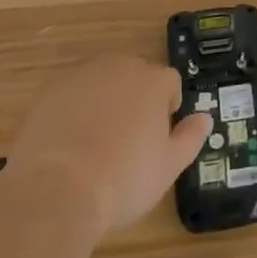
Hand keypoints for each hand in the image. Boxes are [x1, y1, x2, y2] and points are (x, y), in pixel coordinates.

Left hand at [2, 56, 211, 238]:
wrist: (56, 190)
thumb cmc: (123, 179)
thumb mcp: (169, 167)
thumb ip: (190, 138)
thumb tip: (205, 118)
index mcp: (153, 82)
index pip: (170, 82)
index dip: (168, 106)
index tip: (159, 134)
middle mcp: (121, 67)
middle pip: (135, 75)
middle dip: (136, 99)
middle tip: (128, 138)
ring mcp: (83, 75)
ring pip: (102, 81)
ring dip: (105, 100)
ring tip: (96, 140)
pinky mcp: (51, 90)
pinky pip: (72, 93)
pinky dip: (74, 109)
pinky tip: (68, 141)